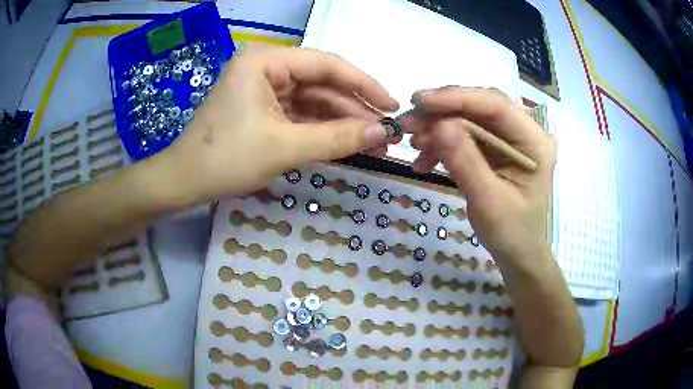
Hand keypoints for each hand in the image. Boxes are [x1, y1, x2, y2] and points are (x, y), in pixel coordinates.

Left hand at [159, 44, 399, 201]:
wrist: (184, 182)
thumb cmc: (226, 159)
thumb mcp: (285, 147)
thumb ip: (337, 138)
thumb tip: (384, 133)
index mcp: (265, 61)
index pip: (327, 65)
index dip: (364, 85)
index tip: (392, 106)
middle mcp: (266, 67)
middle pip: (322, 83)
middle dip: (354, 109)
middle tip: (387, 133)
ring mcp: (264, 88)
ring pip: (313, 101)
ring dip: (342, 121)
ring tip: (374, 142)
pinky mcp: (263, 108)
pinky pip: (300, 114)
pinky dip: (322, 129)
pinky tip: (346, 142)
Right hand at [400, 87, 555, 262]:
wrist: (516, 253)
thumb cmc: (511, 232)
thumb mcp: (488, 201)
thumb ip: (465, 162)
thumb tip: (437, 126)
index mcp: (535, 142)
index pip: (496, 105)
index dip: (458, 98)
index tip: (420, 101)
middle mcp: (524, 132)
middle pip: (480, 107)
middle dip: (442, 112)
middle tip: (407, 123)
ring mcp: (508, 139)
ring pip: (468, 119)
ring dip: (437, 128)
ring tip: (413, 144)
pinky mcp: (494, 148)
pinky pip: (464, 136)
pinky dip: (441, 144)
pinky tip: (423, 160)